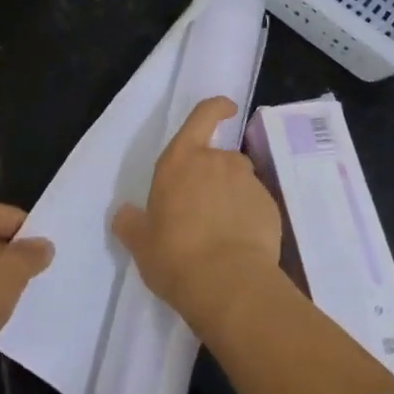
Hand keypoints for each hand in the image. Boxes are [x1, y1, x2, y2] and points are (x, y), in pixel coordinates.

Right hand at [112, 97, 282, 336]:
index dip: (216, 107)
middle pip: (221, 157)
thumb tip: (124, 214)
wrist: (229, 285)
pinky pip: (257, 206)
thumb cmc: (175, 256)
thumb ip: (131, 223)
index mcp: (181, 160)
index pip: (202, 116)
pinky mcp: (270, 207)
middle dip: (215, 176)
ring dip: (232, 197)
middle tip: (203, 210)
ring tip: (222, 232)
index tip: (226, 108)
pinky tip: (240, 245)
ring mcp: (248, 183)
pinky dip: (250, 218)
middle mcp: (217, 162)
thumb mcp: (141, 244)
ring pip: (240, 181)